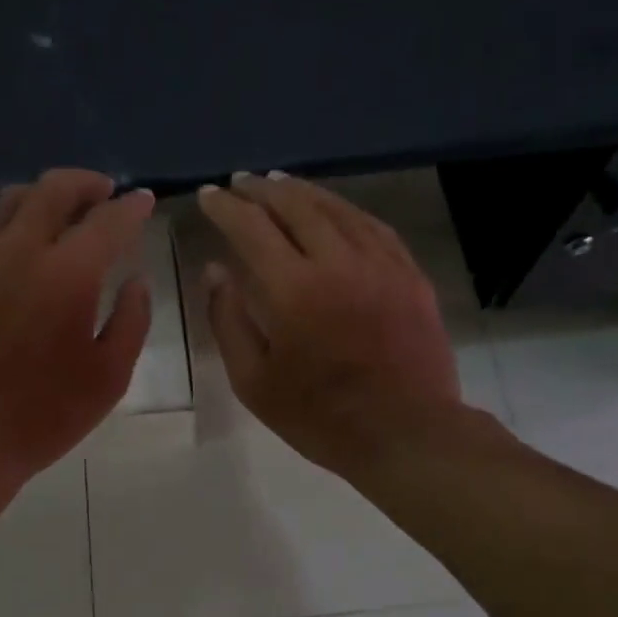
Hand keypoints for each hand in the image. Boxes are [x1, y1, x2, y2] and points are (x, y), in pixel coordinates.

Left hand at [0, 169, 155, 477]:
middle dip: (86, 183)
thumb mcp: (110, 376)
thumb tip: (136, 280)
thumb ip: (132, 320)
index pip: (108, 221)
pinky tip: (6, 240)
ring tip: (58, 212)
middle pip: (54, 189)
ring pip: (10, 200)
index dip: (132, 207)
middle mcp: (19, 249)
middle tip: (103, 192)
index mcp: (68, 273)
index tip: (145, 200)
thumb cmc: (43, 414)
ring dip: (42, 197)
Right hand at [198, 172, 461, 473]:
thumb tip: (215, 270)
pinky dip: (346, 210)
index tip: (208, 195)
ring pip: (337, 208)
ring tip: (280, 184)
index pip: (251, 227)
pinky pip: (374, 226)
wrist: (408, 433)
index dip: (224, 207)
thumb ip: (229, 320)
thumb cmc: (321, 417)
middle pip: (295, 206)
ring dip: (303, 191)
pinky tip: (335, 210)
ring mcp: (380, 264)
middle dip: (262, 189)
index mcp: (293, 289)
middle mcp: (337, 261)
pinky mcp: (410, 274)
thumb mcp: (254, 382)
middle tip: (241, 182)